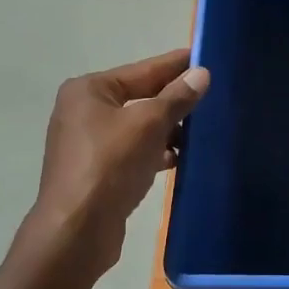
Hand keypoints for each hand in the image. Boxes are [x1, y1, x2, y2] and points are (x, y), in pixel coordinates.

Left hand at [33, 49, 208, 270]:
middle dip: (174, 98)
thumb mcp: (148, 125)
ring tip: (204, 127)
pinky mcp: (98, 172)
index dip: (175, 64)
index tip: (205, 56)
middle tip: (212, 92)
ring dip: (168, 128)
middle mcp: (84, 112)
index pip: (142, 70)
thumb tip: (202, 74)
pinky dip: (156, 152)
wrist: (76, 232)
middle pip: (140, 97)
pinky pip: (134, 152)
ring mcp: (89, 144)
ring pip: (138, 127)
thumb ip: (176, 98)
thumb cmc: (109, 166)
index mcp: (88, 90)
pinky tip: (180, 157)